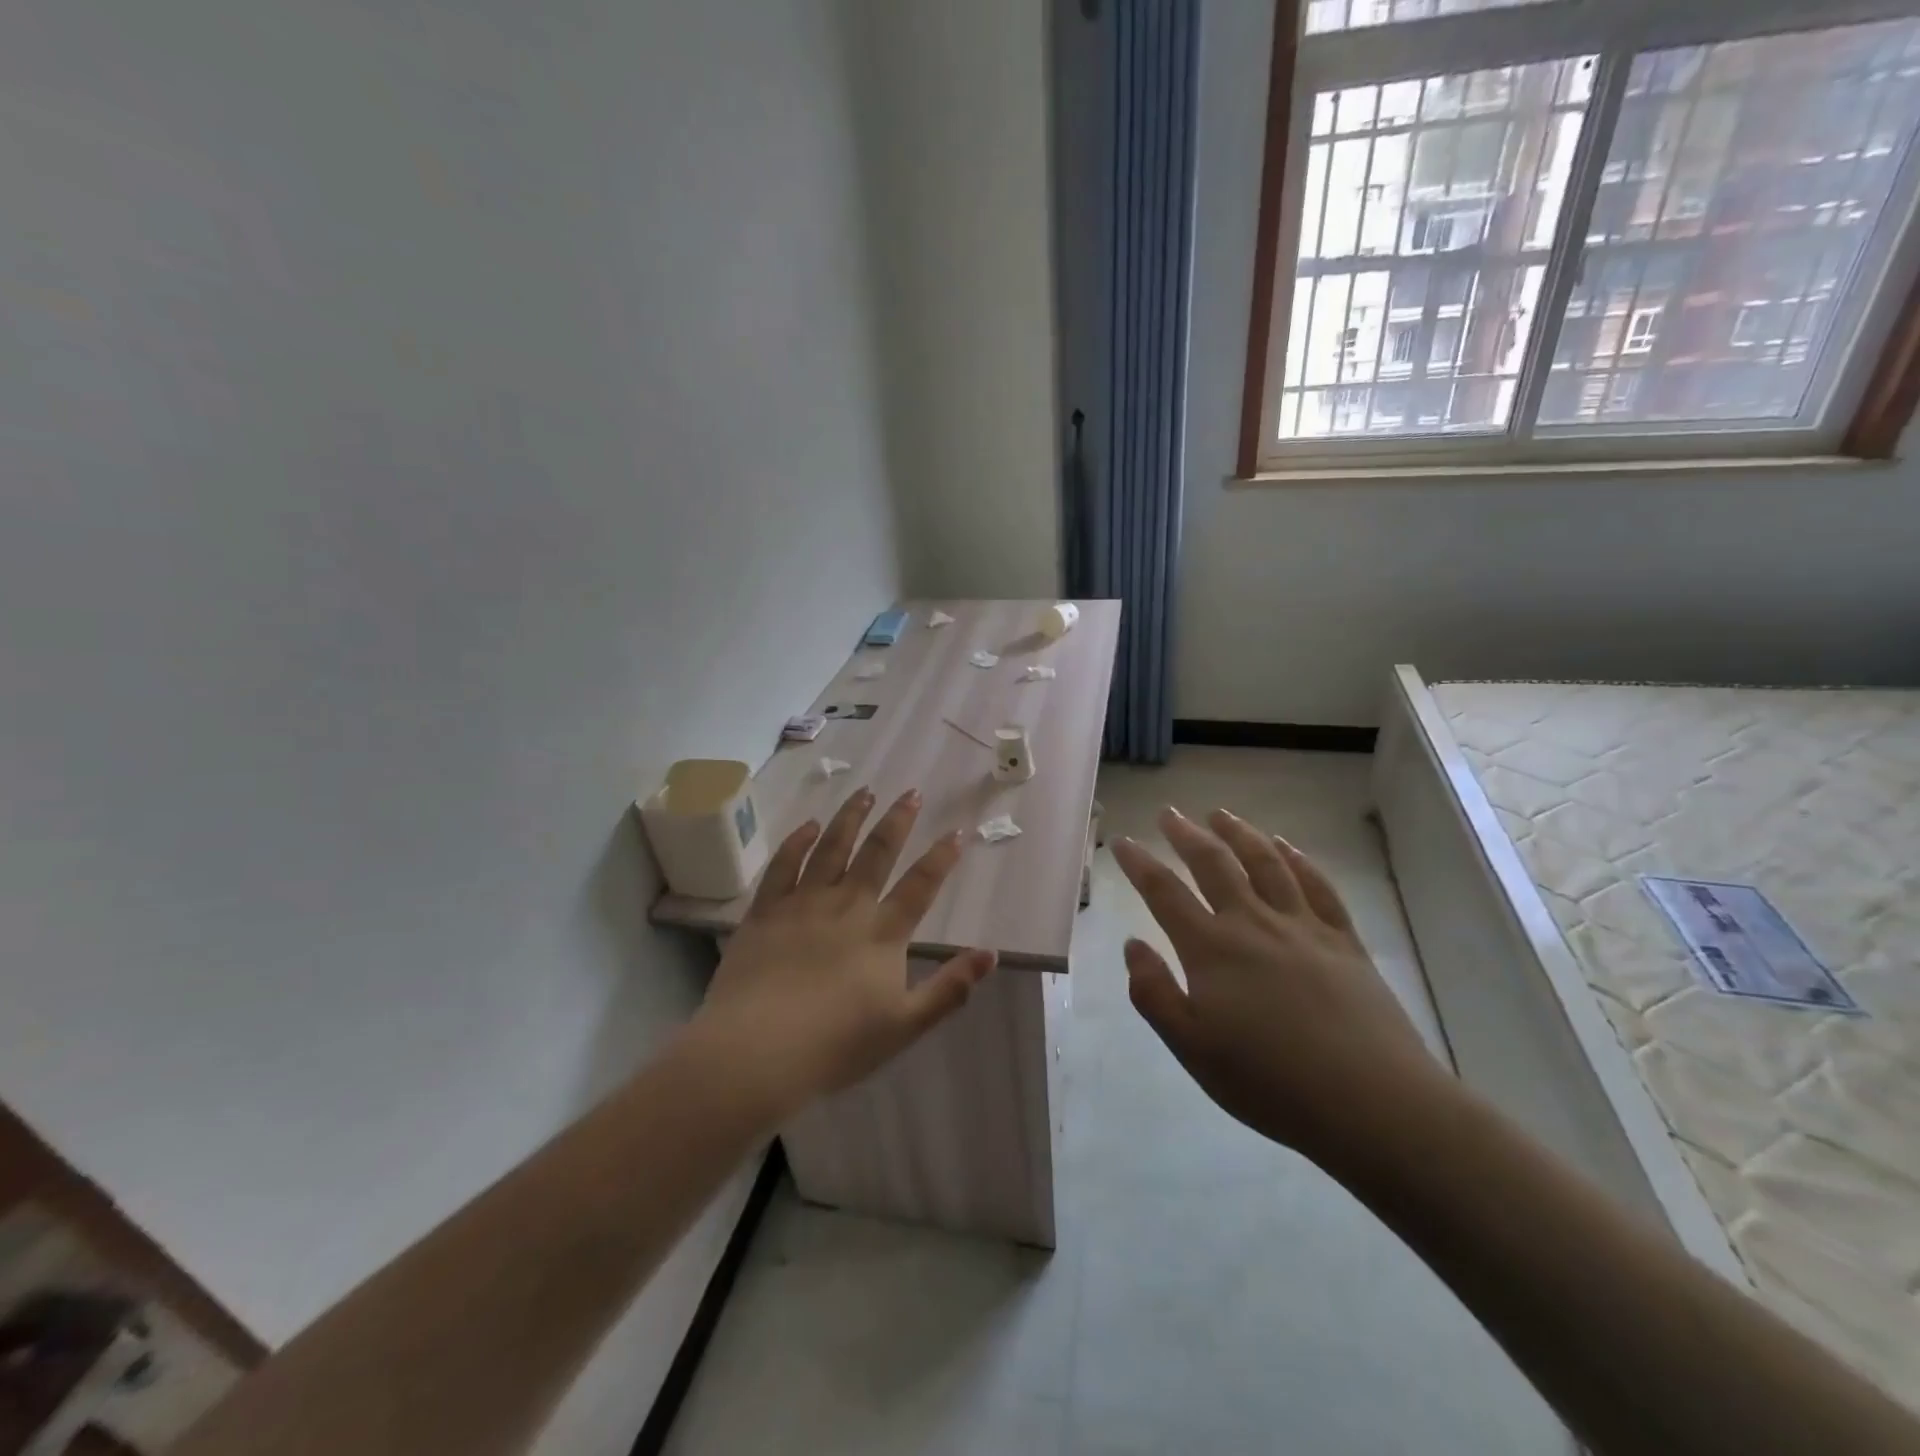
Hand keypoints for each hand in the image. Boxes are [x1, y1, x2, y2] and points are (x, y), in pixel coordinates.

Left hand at [695, 786, 995, 1115]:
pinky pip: (783, 865)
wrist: (756, 1051)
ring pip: (832, 847)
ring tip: (865, 791)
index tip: (957, 831)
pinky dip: (798, 841)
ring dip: (851, 817)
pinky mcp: (766, 911)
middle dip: (898, 820)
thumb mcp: (905, 1025)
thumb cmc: (836, 1045)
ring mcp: (803, 903)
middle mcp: (847, 906)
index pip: (920, 885)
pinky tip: (809, 825)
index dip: (942, 857)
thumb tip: (991, 954)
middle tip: (911, 792)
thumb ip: (950, 989)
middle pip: (877, 853)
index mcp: (882, 934)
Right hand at [1112, 808, 1446, 1169]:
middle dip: (1186, 835)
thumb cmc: (1271, 1082)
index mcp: (1211, 949)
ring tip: (1221, 814)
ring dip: (1239, 833)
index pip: (1165, 893)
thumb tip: (1132, 944)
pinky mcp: (1344, 940)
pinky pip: (1318, 885)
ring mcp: (1303, 926)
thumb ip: (1154, 994)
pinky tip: (1286, 847)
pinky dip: (1297, 859)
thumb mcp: (1193, 1049)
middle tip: (1169, 813)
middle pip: (1214, 864)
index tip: (1124, 842)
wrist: (1372, 1103)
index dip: (1140, 864)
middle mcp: (1253, 923)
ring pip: (1265, 863)